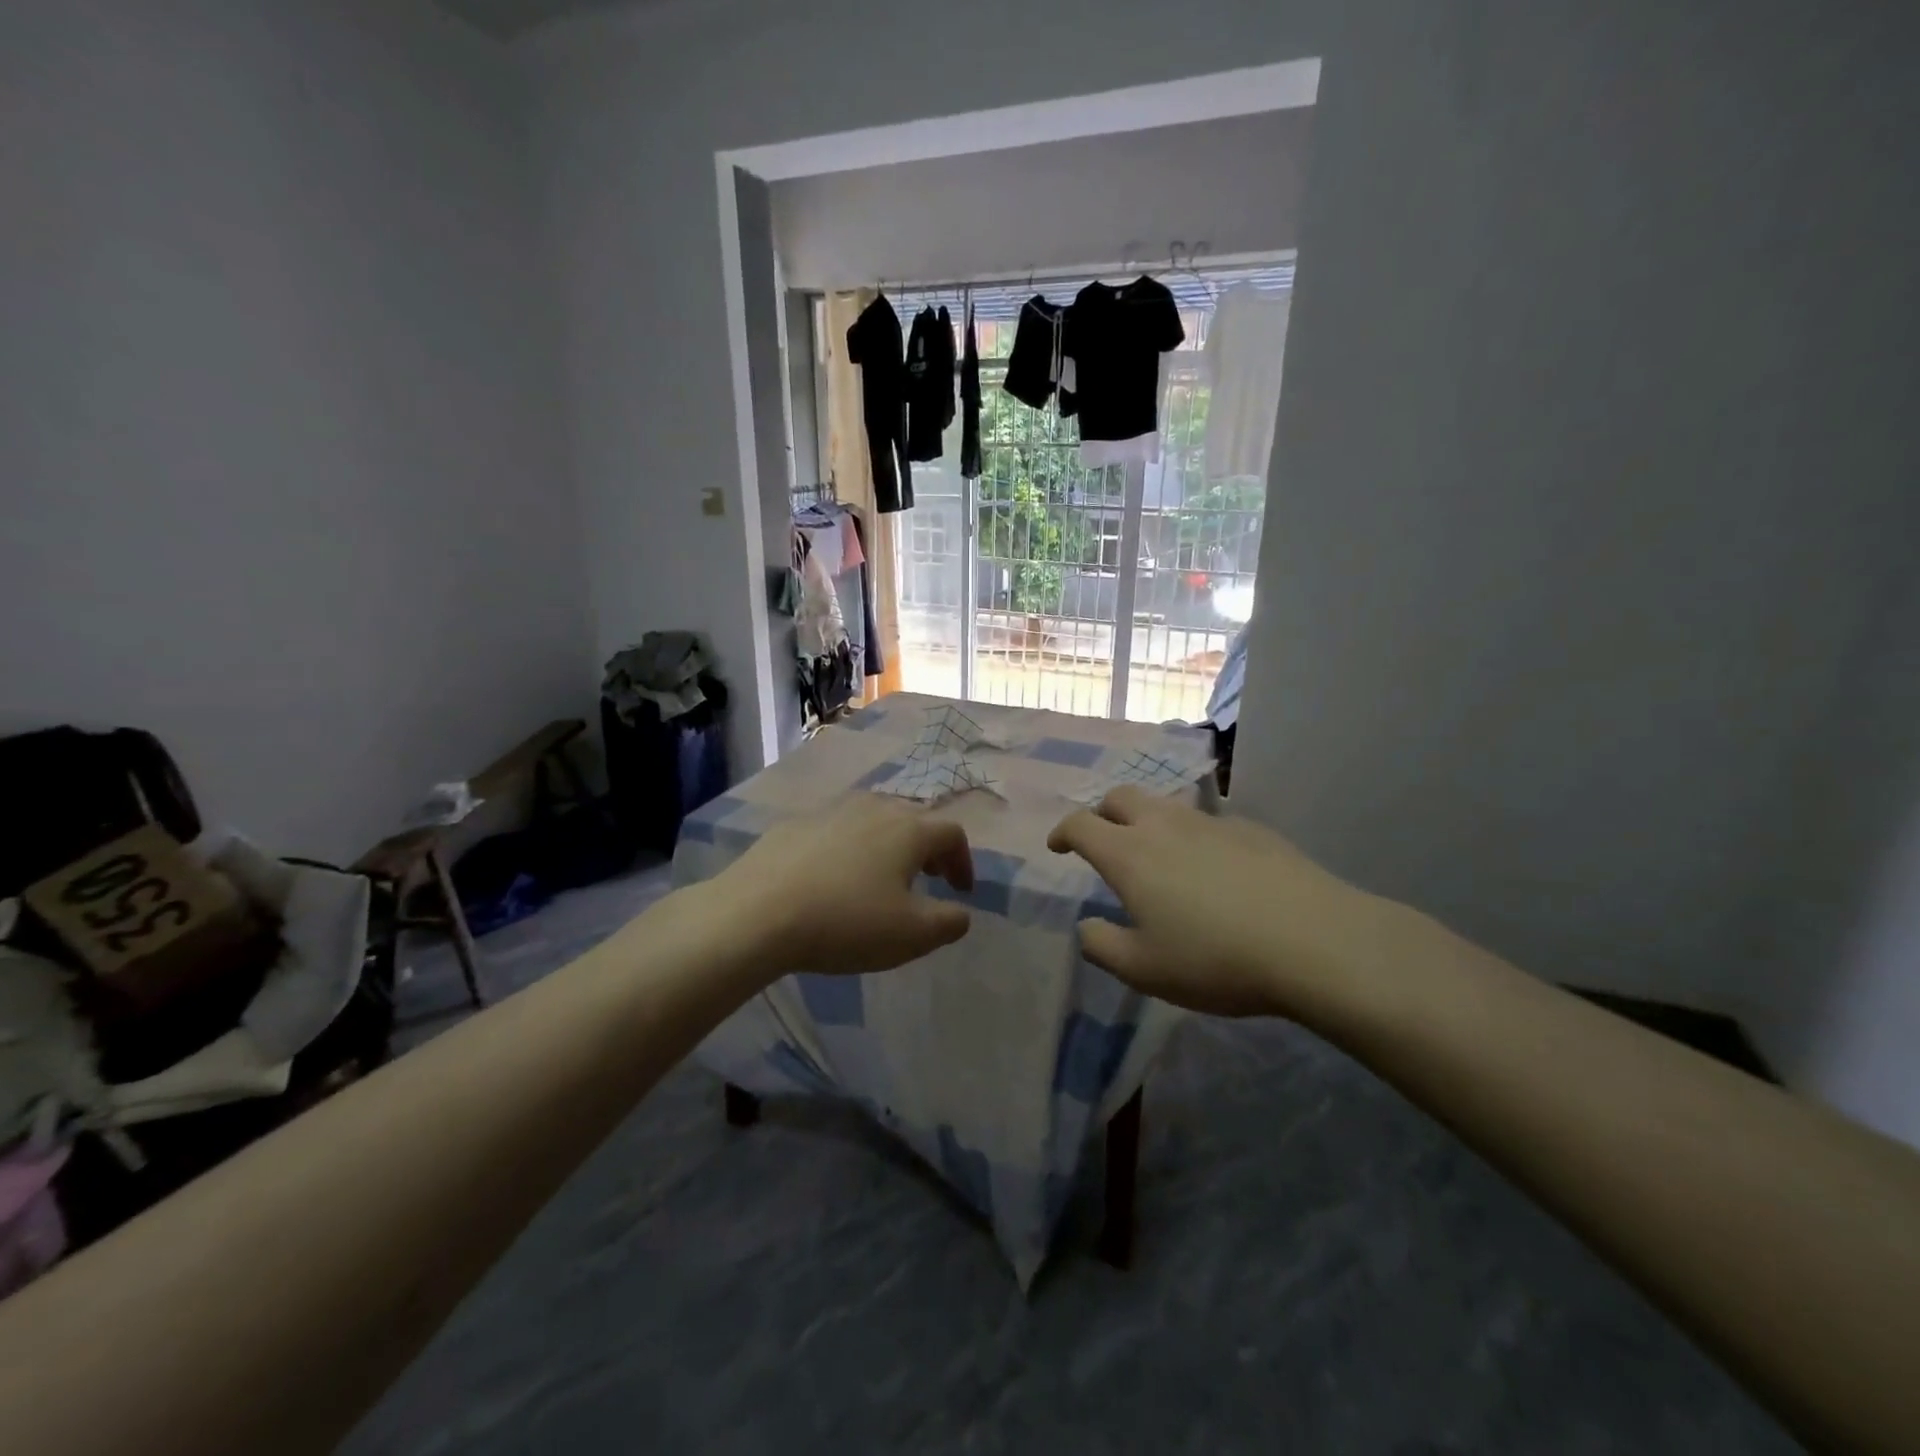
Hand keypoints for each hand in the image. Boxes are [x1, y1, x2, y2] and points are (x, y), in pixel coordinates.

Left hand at [715, 793, 975, 977]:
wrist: (757, 912)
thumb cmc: (846, 922)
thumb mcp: (912, 935)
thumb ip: (949, 922)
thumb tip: (960, 913)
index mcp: (909, 830)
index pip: (952, 833)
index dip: (963, 861)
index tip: (960, 891)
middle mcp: (875, 808)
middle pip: (914, 818)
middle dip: (928, 848)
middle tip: (927, 877)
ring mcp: (832, 811)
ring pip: (874, 818)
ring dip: (889, 843)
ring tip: (881, 875)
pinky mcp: (795, 823)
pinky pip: (837, 829)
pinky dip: (850, 847)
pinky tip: (833, 877)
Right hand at [1047, 786, 1390, 1018]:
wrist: (1313, 941)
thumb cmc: (1215, 959)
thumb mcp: (1144, 970)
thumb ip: (1102, 947)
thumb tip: (1086, 926)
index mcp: (1129, 854)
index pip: (1081, 825)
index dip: (1063, 832)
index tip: (1058, 847)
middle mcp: (1164, 826)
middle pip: (1121, 797)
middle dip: (1102, 813)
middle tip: (1103, 839)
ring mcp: (1211, 823)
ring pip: (1166, 805)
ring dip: (1148, 820)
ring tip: (1156, 855)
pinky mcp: (1252, 830)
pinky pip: (1208, 823)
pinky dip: (1192, 836)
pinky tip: (1213, 869)